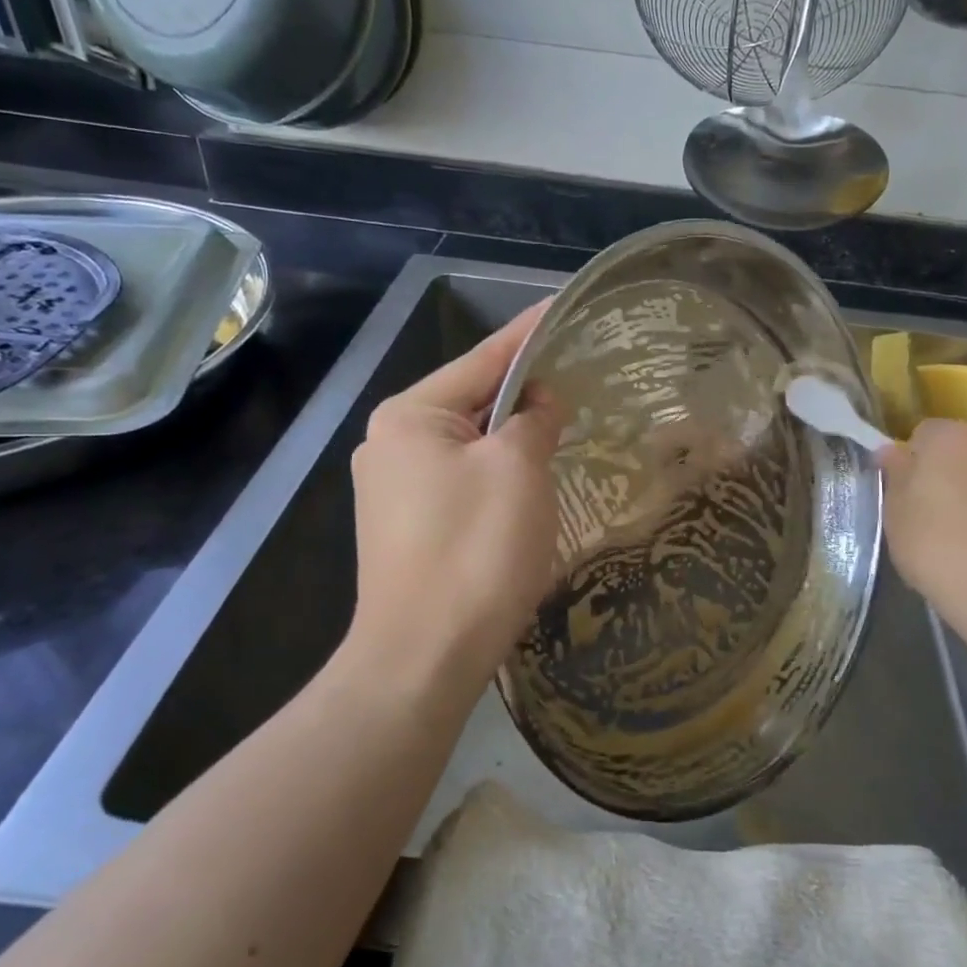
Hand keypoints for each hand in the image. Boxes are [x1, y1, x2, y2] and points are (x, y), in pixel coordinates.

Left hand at [347, 302, 560, 699]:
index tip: (561, 307)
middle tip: (576, 375)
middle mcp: (390, 444)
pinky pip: (461, 480)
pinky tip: (527, 482)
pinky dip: (497, 473)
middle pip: (472, 401)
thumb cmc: (475, 550)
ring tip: (560, 425)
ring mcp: (392, 489)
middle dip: (523, 392)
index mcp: (411, 416)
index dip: (528, 334)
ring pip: (468, 445)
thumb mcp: (518, 469)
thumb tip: (537, 401)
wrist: (423, 659)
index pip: (482, 359)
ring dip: (512, 438)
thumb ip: (532, 420)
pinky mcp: (405, 527)